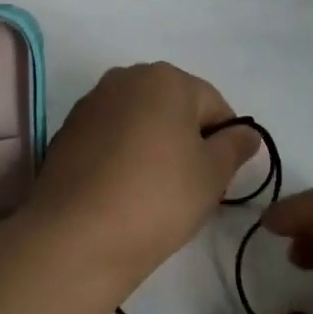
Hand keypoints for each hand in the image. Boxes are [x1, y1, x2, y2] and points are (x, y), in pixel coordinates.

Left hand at [24, 64, 257, 291]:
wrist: (76, 235)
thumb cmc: (158, 197)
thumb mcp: (213, 175)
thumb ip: (236, 146)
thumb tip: (245, 133)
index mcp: (164, 78)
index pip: (213, 104)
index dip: (224, 142)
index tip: (218, 178)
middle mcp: (124, 78)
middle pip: (173, 107)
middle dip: (186, 139)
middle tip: (189, 186)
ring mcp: (90, 103)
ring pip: (139, 122)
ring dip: (153, 146)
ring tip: (152, 192)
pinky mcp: (66, 131)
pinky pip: (109, 138)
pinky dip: (121, 156)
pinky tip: (120, 191)